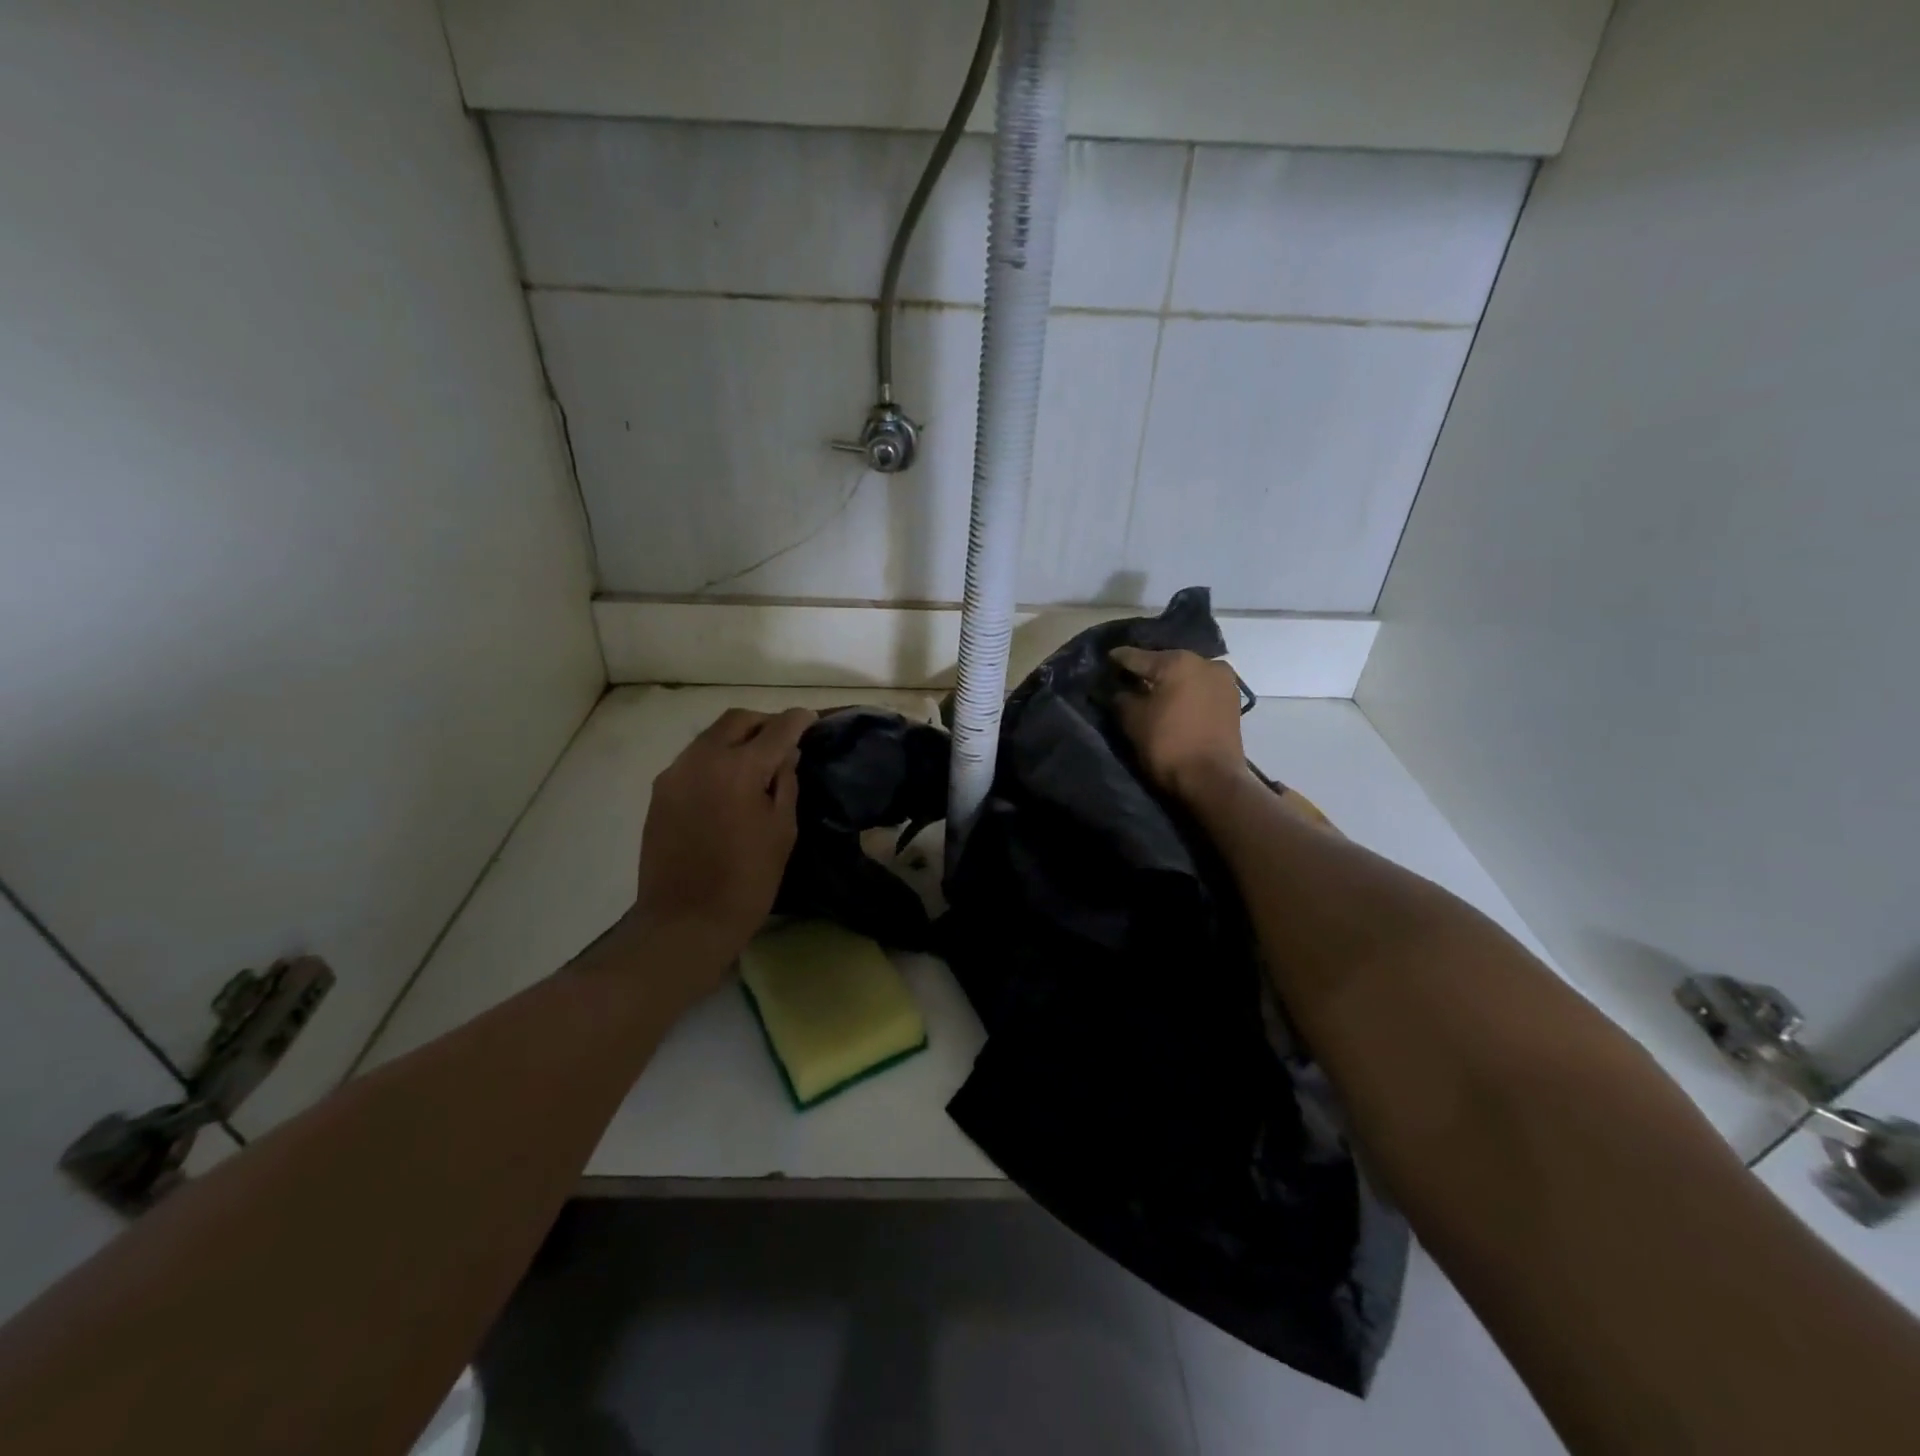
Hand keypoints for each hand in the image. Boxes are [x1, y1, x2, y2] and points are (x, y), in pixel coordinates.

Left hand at [631, 707, 815, 983]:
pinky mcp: (660, 792)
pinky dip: (717, 758)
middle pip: (737, 720)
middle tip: (785, 740)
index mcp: (739, 769)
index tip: (811, 720)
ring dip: (738, 738)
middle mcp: (702, 759)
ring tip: (759, 760)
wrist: (684, 922)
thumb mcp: (782, 831)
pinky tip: (730, 782)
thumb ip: (785, 784)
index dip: (798, 721)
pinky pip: (694, 759)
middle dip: (765, 723)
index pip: (776, 729)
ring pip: (711, 736)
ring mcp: (675, 773)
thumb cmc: (746, 881)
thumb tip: (786, 755)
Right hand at [1109, 647, 1246, 801]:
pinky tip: (1173, 702)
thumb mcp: (1132, 720)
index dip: (1117, 659)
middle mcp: (1205, 662)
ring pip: (1186, 675)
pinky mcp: (1233, 701)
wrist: (1213, 780)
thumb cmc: (1168, 745)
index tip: (1105, 660)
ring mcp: (1224, 681)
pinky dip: (1185, 692)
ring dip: (1168, 681)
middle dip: (1146, 670)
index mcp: (1178, 661)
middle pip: (1165, 662)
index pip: (1137, 656)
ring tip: (1150, 691)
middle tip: (1127, 678)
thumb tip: (1118, 689)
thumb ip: (1121, 697)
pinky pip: (1200, 689)